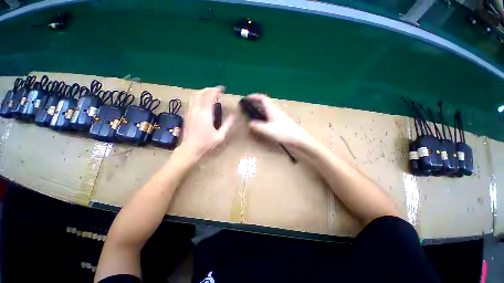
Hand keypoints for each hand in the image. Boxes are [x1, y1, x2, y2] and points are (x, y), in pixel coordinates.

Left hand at [179, 87, 234, 159]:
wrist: (190, 149)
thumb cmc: (206, 143)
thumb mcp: (220, 135)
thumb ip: (227, 124)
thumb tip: (234, 115)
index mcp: (205, 114)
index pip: (209, 97)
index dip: (215, 91)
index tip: (222, 89)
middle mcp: (196, 110)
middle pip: (200, 94)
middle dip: (208, 89)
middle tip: (216, 90)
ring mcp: (190, 112)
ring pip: (194, 96)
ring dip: (202, 92)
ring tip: (210, 94)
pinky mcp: (187, 115)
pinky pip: (192, 102)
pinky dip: (198, 97)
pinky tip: (203, 102)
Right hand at [246, 94, 313, 147]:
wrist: (298, 138)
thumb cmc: (284, 133)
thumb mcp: (269, 130)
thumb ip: (258, 126)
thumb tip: (249, 123)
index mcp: (272, 110)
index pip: (263, 98)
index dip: (254, 96)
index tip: (246, 98)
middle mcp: (275, 111)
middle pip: (264, 102)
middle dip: (255, 102)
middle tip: (247, 106)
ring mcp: (278, 116)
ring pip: (266, 109)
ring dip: (258, 108)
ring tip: (251, 113)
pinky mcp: (279, 121)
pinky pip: (268, 115)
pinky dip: (262, 115)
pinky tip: (261, 121)